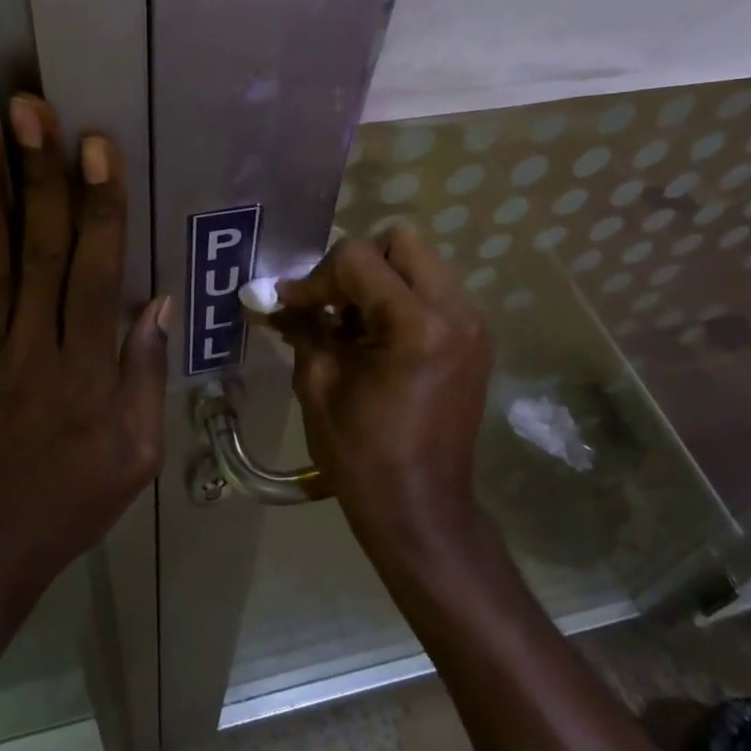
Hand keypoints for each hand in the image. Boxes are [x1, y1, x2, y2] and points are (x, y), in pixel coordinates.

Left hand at [0, 96, 169, 600]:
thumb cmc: (74, 499)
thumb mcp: (137, 452)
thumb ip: (144, 374)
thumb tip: (156, 300)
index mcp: (86, 371)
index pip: (96, 273)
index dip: (99, 206)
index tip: (95, 146)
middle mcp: (32, 350)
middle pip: (38, 252)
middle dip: (39, 176)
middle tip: (29, 110)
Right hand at [274, 225, 491, 553]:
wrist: (422, 510)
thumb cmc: (362, 455)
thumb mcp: (318, 383)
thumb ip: (301, 326)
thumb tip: (275, 296)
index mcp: (417, 325)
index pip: (359, 257)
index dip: (317, 277)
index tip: (292, 306)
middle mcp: (455, 312)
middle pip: (401, 240)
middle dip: (356, 263)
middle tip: (330, 302)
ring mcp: (473, 325)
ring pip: (420, 262)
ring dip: (379, 279)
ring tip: (350, 322)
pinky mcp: (475, 339)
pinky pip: (433, 290)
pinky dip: (400, 298)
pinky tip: (375, 337)